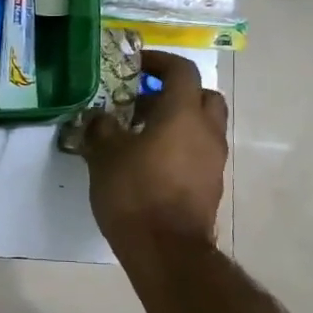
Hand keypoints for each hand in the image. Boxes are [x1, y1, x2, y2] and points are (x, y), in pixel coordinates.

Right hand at [83, 50, 227, 244]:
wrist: (167, 251)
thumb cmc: (135, 193)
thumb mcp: (104, 155)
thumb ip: (101, 128)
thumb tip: (99, 117)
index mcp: (183, 114)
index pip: (182, 71)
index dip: (160, 62)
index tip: (137, 65)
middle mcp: (207, 131)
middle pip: (202, 96)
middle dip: (175, 92)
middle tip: (144, 100)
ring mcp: (213, 160)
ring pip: (203, 126)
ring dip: (178, 122)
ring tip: (142, 134)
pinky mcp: (211, 186)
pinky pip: (199, 152)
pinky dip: (181, 147)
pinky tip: (151, 163)